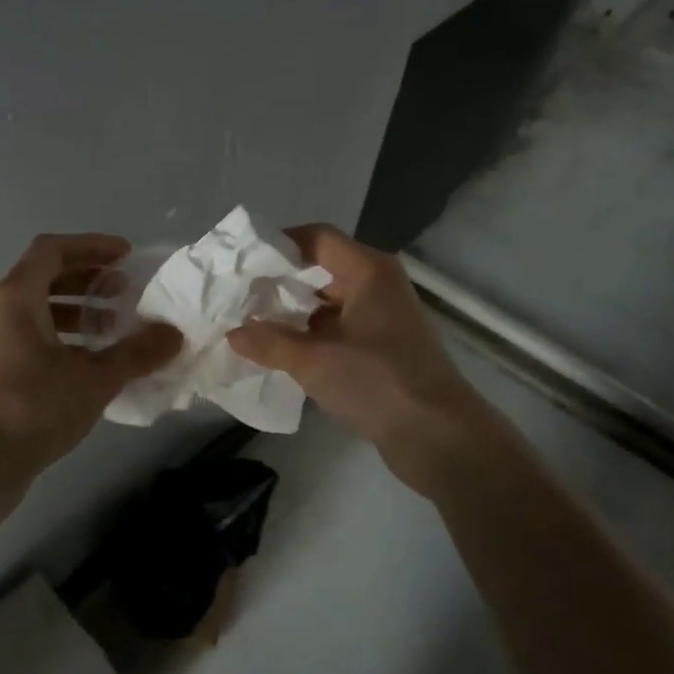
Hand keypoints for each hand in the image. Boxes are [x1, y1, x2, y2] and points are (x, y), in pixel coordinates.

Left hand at [0, 234, 181, 488]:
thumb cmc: (33, 407)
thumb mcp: (94, 378)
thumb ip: (136, 353)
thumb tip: (174, 335)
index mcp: (16, 297)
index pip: (53, 249)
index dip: (92, 246)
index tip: (126, 256)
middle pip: (45, 277)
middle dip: (89, 281)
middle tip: (125, 293)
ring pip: (38, 311)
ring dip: (78, 312)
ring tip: (113, 330)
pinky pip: (30, 337)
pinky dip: (62, 337)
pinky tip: (90, 364)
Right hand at [227, 225, 493, 488]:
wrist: (439, 436)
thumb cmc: (376, 381)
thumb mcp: (313, 360)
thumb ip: (269, 342)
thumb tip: (234, 333)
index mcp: (368, 271)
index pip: (317, 237)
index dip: (279, 244)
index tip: (244, 263)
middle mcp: (379, 286)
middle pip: (323, 269)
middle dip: (281, 284)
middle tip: (241, 299)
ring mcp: (384, 319)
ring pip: (330, 304)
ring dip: (295, 315)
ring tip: (253, 328)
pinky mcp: (385, 349)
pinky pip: (340, 330)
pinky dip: (313, 337)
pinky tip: (283, 355)